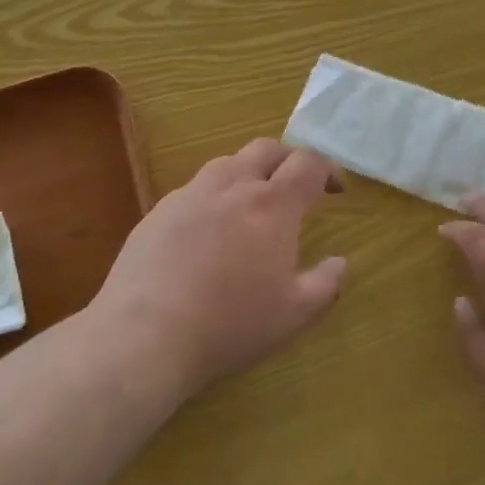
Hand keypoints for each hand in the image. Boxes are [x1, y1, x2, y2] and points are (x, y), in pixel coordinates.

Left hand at [91, 138, 346, 401]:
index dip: (328, 169)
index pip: (308, 163)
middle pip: (267, 149)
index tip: (335, 189)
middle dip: (289, 159)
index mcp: (272, 205)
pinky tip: (209, 230)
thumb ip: (325, 284)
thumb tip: (340, 262)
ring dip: (249, 172)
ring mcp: (190, 195)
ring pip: (227, 163)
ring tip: (253, 202)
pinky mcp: (158, 211)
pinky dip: (214, 197)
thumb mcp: (293, 315)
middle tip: (298, 184)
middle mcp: (232, 186)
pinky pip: (195, 189)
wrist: (144, 336)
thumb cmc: (229, 325)